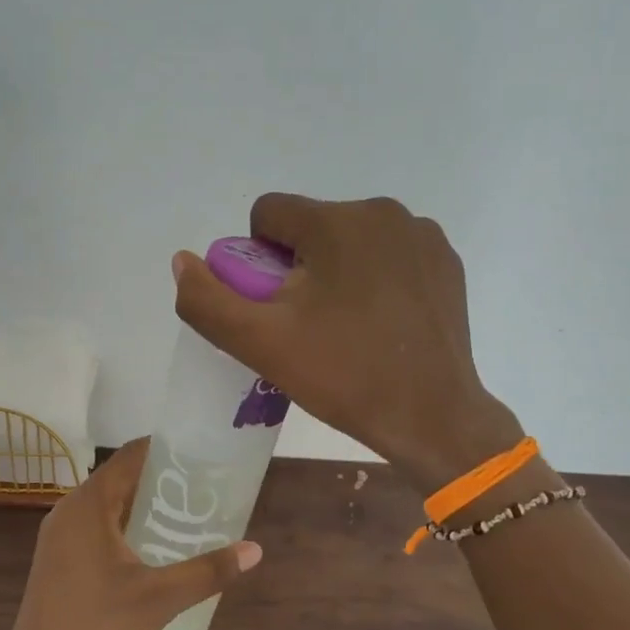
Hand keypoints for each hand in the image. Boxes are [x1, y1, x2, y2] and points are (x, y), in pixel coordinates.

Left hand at [0, 438, 262, 629]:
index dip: (166, 449)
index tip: (203, 453)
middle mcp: (68, 514)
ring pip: (109, 510)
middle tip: (206, 490)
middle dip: (162, 482)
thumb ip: (207, 571)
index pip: (129, 457)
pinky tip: (156, 553)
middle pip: (120, 481)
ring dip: (145, 510)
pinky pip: (98, 533)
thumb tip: (255, 550)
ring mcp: (59, 541)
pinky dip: (127, 532)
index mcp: (87, 506)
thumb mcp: (159, 598)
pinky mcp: (58, 566)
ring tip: (189, 518)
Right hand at [173, 194, 520, 491]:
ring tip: (346, 329)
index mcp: (336, 221)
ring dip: (336, 272)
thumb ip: (207, 300)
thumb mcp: (260, 343)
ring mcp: (422, 235)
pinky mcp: (446, 262)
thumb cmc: (343, 376)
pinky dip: (375, 279)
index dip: (257, 261)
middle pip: (310, 228)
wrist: (432, 417)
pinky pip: (389, 256)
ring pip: (350, 241)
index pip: (267, 215)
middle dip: (297, 268)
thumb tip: (183, 261)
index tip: (276, 308)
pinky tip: (382, 325)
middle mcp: (384, 212)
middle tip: (308, 326)